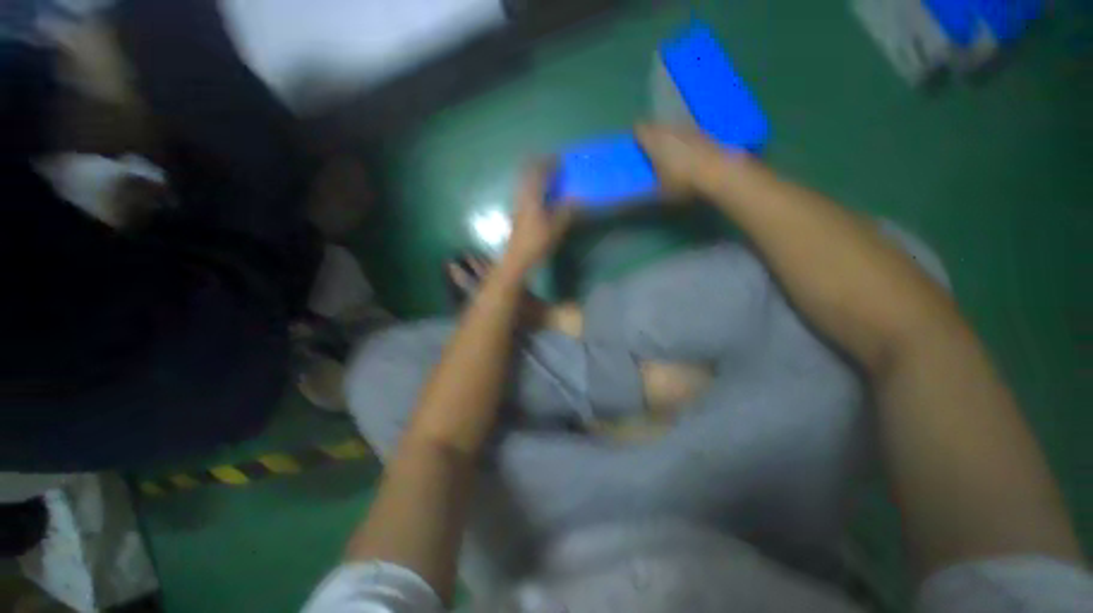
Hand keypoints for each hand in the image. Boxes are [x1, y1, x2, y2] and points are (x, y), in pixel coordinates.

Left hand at [501, 161, 575, 272]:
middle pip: (527, 172)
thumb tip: (577, 197)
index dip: (549, 162)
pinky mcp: (516, 211)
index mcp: (532, 196)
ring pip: (523, 180)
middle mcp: (522, 195)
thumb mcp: (556, 227)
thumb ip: (566, 210)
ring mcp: (517, 203)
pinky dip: (531, 185)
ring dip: (534, 174)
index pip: (539, 172)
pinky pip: (523, 190)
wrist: (517, 257)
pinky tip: (540, 193)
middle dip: (538, 164)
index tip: (559, 158)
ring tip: (547, 175)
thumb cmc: (536, 242)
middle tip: (551, 162)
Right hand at [634, 124, 739, 197]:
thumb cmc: (683, 181)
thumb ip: (650, 181)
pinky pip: (686, 133)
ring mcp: (687, 128)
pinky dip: (683, 140)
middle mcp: (669, 129)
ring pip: (671, 128)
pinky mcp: (703, 132)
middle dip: (652, 135)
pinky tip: (687, 154)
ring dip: (668, 136)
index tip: (635, 145)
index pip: (639, 129)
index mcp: (654, 141)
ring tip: (669, 152)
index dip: (636, 136)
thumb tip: (643, 181)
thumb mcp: (660, 189)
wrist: (718, 171)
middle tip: (650, 149)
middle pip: (656, 126)